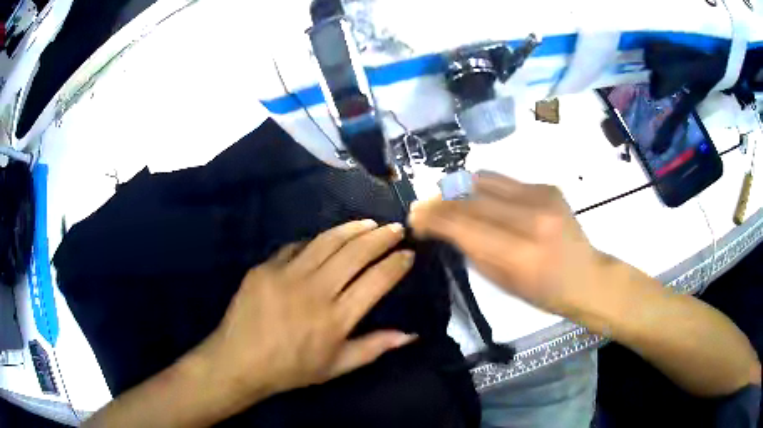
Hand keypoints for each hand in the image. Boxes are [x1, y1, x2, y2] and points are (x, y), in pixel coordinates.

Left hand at [196, 220, 416, 403]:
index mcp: (336, 318)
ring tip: (370, 223)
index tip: (408, 253)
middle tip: (396, 228)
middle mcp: (315, 291)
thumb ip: (374, 347)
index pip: (376, 280)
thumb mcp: (336, 367)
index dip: (396, 264)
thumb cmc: (291, 369)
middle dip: (381, 237)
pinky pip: (297, 247)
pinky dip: (317, 241)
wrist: (240, 360)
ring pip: (328, 241)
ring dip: (353, 229)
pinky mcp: (266, 267)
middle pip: (356, 253)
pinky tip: (327, 239)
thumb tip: (410, 334)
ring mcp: (287, 275)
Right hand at [409, 172, 604, 317]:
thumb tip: (444, 227)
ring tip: (444, 199)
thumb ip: (472, 250)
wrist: (585, 276)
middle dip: (438, 201)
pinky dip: (481, 187)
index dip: (432, 218)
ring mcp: (541, 196)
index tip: (414, 218)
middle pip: (469, 197)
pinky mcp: (547, 185)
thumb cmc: (543, 292)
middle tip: (422, 207)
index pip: (462, 224)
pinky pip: (502, 181)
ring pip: (483, 180)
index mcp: (519, 253)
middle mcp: (531, 217)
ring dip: (457, 189)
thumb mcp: (501, 282)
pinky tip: (476, 198)